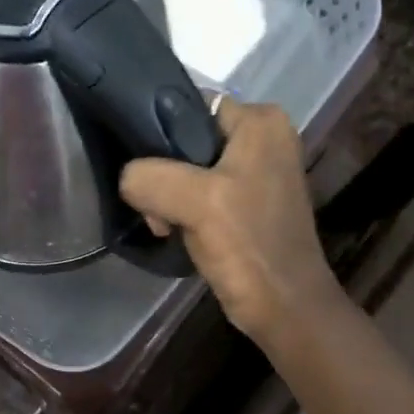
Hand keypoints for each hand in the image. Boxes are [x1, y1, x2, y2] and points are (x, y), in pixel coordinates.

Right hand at [120, 96, 339, 345]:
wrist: (285, 307)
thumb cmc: (248, 245)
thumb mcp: (194, 201)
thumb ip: (149, 177)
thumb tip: (128, 179)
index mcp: (261, 121)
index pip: (189, 105)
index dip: (159, 136)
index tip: (145, 173)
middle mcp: (265, 136)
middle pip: (186, 140)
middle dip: (163, 174)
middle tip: (156, 210)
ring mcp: (259, 171)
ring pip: (190, 170)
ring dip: (170, 198)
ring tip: (167, 226)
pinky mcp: (251, 203)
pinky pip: (203, 193)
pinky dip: (186, 211)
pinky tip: (179, 233)